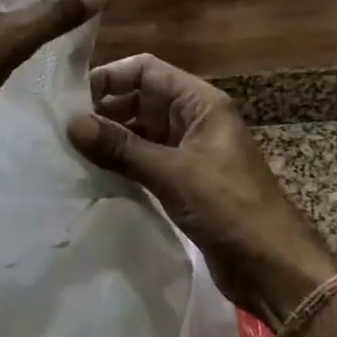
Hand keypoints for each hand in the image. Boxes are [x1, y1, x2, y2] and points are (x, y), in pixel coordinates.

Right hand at [66, 54, 336, 321]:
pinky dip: (122, 162)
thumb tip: (71, 123)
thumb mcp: (172, 173)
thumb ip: (122, 147)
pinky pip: (146, 159)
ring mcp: (189, 150)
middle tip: (63, 129)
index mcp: (200, 102)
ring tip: (70, 151)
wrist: (273, 266)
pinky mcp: (184, 180)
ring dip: (111, 138)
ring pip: (141, 130)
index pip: (147, 70)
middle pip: (141, 98)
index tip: (71, 100)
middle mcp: (193, 118)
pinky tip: (93, 174)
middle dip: (105, 109)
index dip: (110, 77)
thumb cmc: (229, 207)